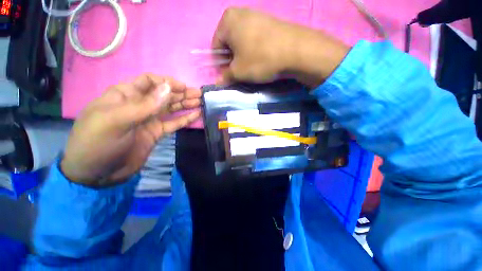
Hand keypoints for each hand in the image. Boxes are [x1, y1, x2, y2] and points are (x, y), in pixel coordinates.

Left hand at [61, 74, 200, 186]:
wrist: (97, 174)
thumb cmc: (98, 143)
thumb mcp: (117, 120)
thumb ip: (144, 104)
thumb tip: (168, 87)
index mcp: (125, 96)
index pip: (149, 82)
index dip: (167, 82)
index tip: (183, 87)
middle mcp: (139, 105)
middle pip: (164, 95)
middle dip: (181, 93)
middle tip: (199, 94)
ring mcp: (150, 120)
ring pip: (171, 108)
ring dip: (186, 104)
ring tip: (201, 102)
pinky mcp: (157, 133)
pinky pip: (174, 123)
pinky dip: (185, 119)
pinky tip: (196, 115)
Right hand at [212, 7, 349, 87]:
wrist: (295, 50)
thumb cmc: (260, 59)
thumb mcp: (239, 72)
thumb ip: (225, 77)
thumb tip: (217, 83)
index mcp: (227, 20)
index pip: (216, 47)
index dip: (221, 64)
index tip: (229, 74)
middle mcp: (240, 13)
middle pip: (229, 43)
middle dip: (232, 59)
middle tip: (241, 71)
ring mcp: (256, 15)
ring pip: (242, 41)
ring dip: (243, 56)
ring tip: (253, 65)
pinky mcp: (268, 22)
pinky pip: (254, 38)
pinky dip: (254, 50)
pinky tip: (262, 57)